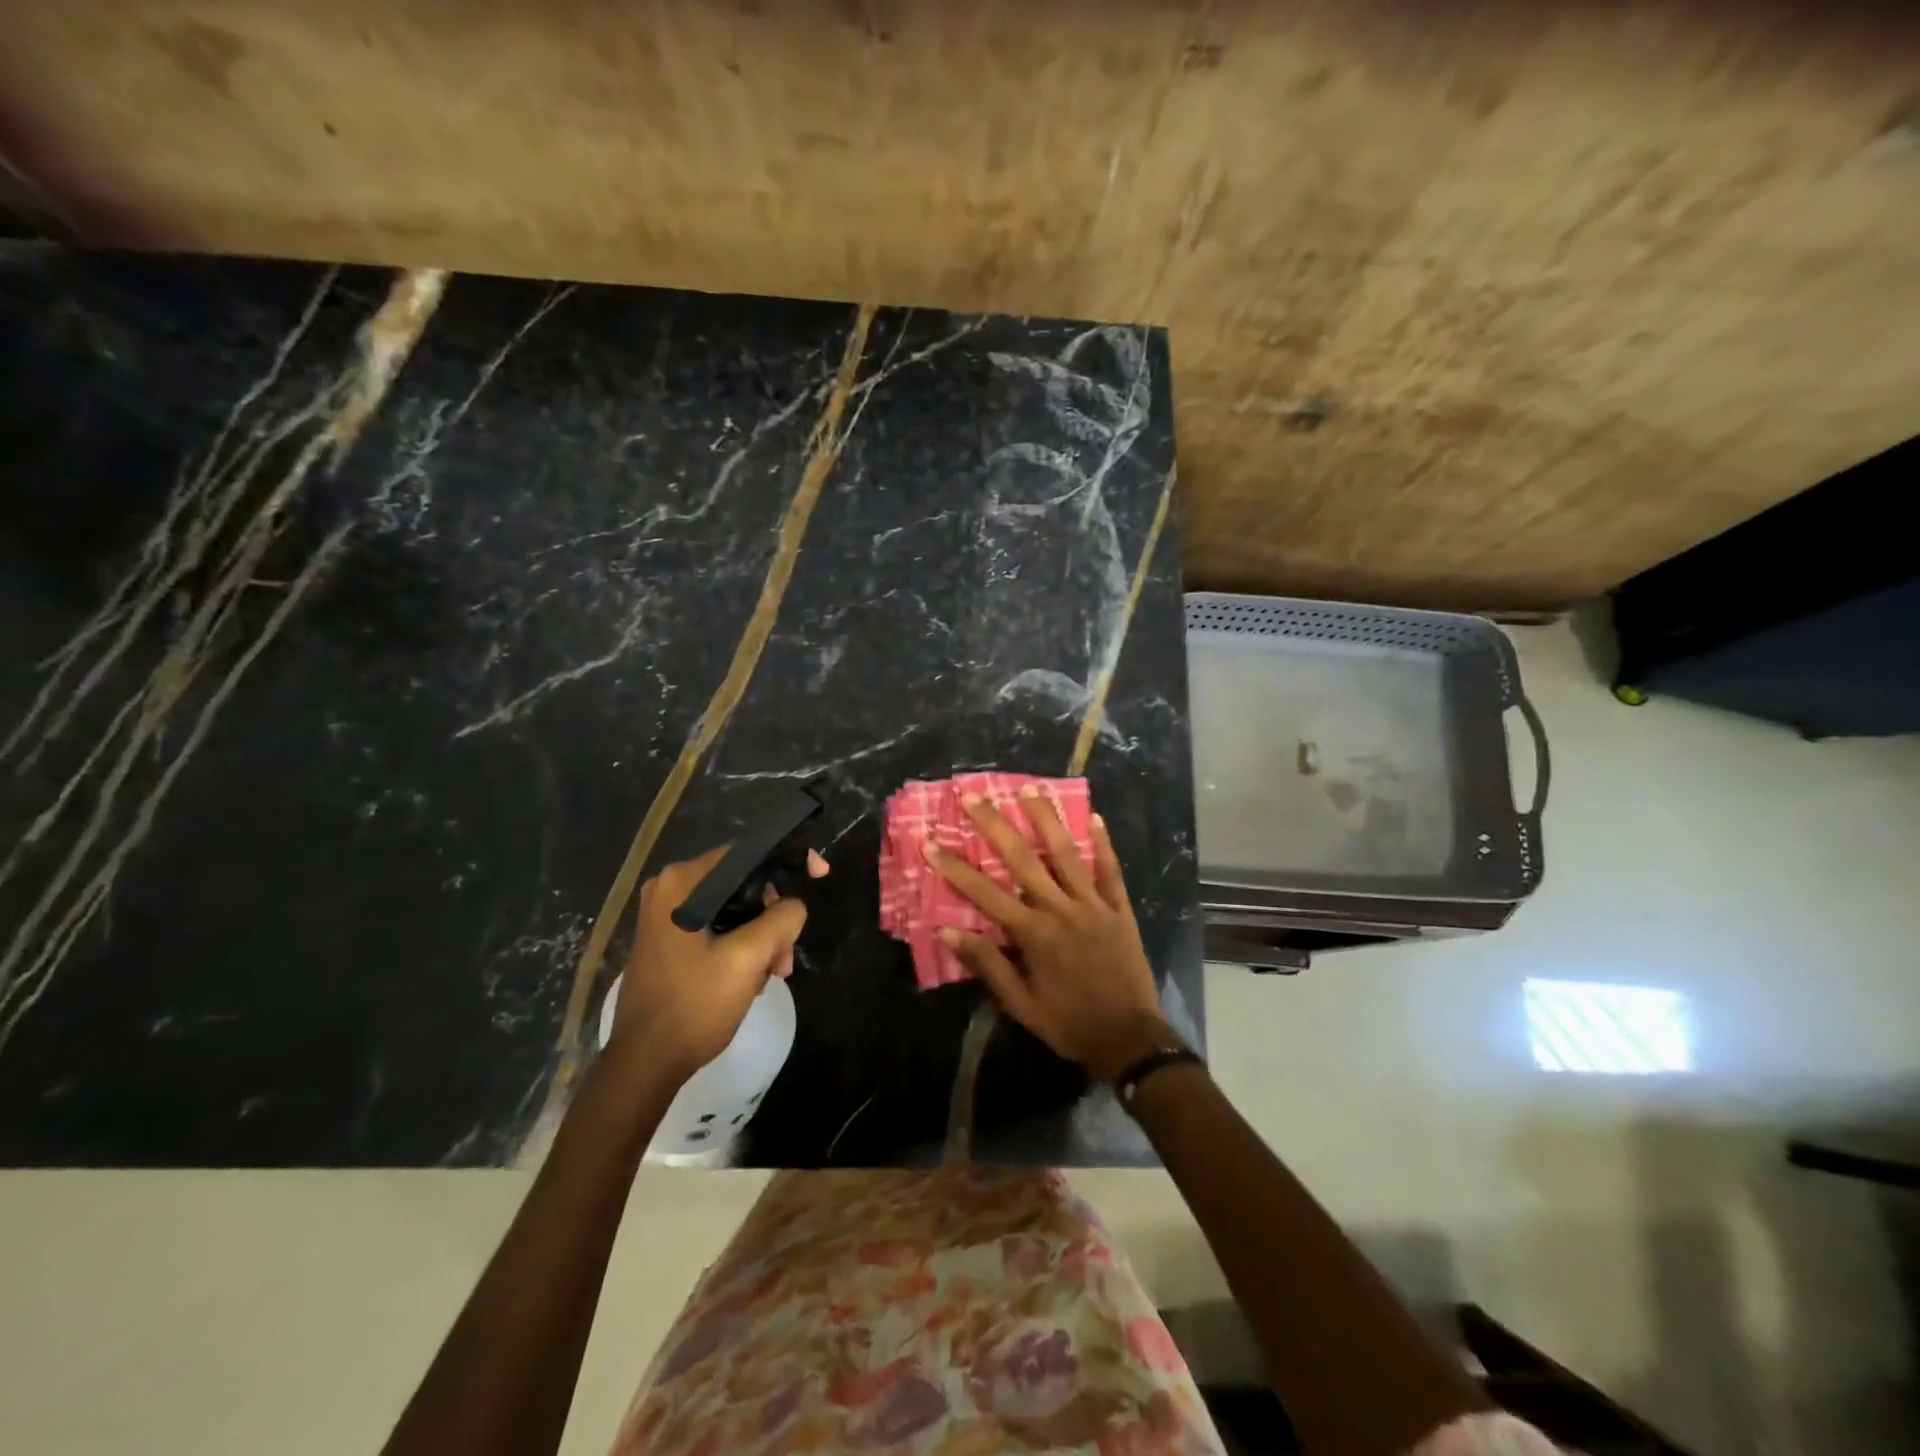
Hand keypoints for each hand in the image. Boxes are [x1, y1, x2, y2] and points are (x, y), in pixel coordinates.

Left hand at [612, 845, 827, 1083]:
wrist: (644, 1064)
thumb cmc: (694, 1006)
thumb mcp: (748, 959)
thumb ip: (782, 919)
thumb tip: (794, 906)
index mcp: (683, 882)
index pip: (748, 852)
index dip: (788, 860)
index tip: (820, 875)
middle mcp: (669, 888)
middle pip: (743, 882)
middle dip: (773, 915)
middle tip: (786, 957)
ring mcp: (665, 915)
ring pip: (734, 907)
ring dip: (762, 936)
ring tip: (774, 974)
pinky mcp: (667, 939)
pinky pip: (718, 925)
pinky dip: (741, 945)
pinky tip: (752, 978)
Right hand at [927, 788, 1176, 1080]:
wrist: (1130, 1039)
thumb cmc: (1069, 1023)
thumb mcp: (1020, 1004)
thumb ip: (987, 964)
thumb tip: (948, 933)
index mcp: (1033, 934)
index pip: (984, 893)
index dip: (955, 868)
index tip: (931, 843)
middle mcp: (1060, 909)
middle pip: (1022, 859)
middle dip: (994, 824)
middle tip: (974, 796)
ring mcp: (1093, 904)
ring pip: (1066, 852)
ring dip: (1045, 818)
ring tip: (1028, 787)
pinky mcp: (1119, 908)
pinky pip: (1110, 870)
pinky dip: (1102, 843)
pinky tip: (1095, 816)